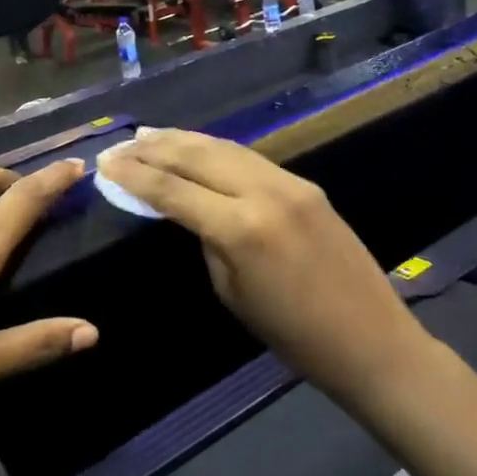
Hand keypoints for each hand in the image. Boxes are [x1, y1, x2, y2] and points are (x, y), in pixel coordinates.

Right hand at [99, 130, 430, 407]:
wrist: (371, 340)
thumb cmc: (293, 335)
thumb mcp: (232, 292)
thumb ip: (208, 241)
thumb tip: (192, 209)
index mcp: (240, 228)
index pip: (173, 190)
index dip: (134, 176)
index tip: (105, 164)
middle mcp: (264, 192)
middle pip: (197, 155)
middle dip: (154, 147)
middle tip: (121, 144)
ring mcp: (289, 182)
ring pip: (224, 147)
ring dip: (184, 139)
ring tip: (150, 135)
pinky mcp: (305, 184)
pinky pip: (250, 158)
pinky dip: (216, 149)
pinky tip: (198, 147)